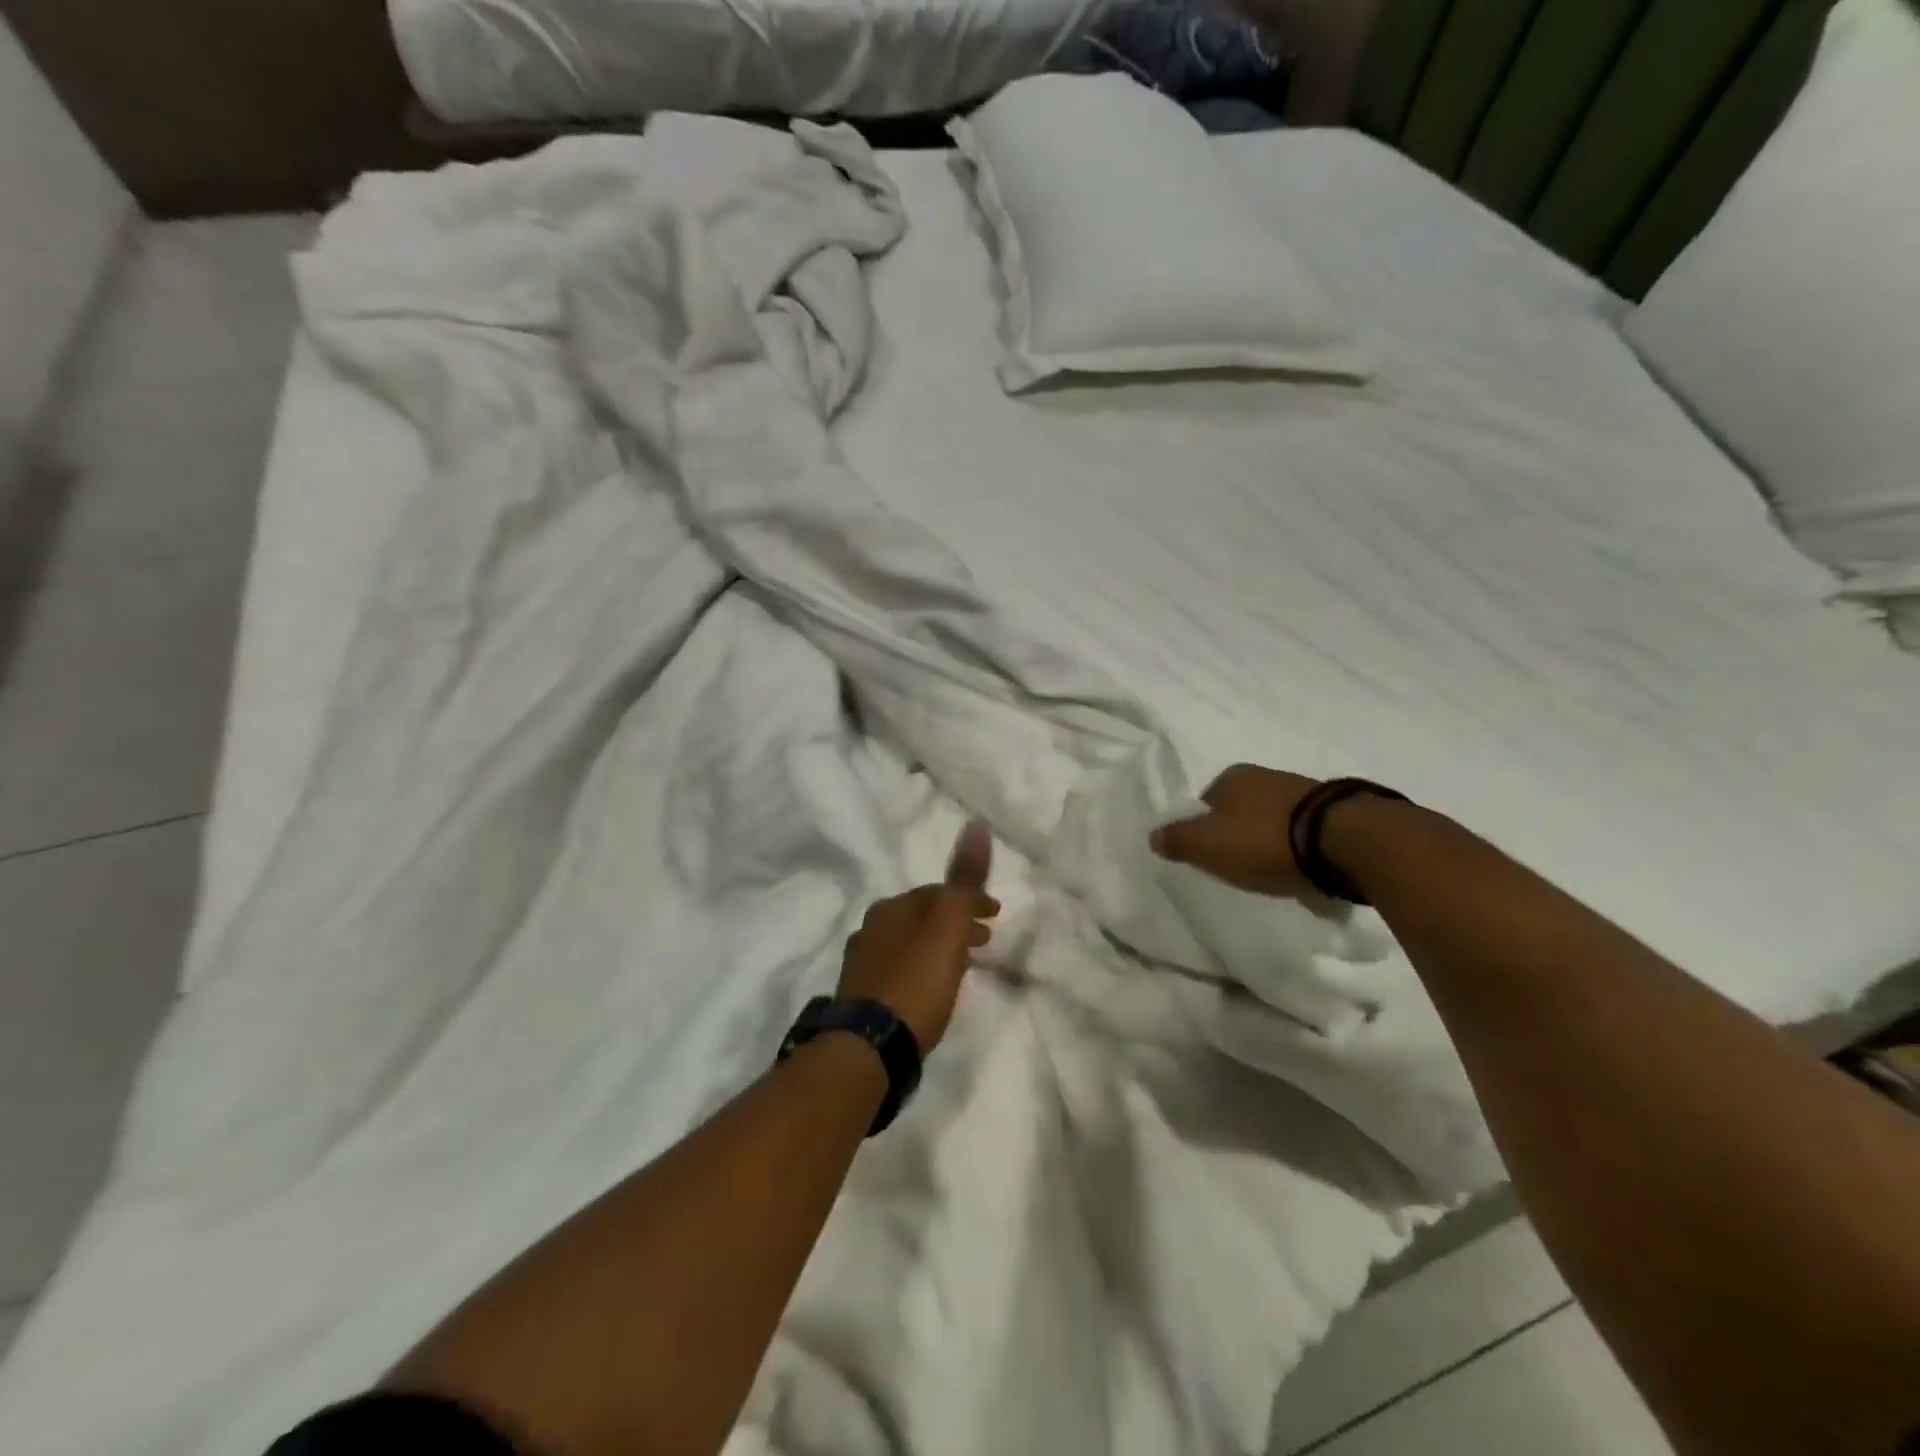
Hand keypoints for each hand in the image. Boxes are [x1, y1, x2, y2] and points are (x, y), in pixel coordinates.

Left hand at [838, 823, 998, 1051]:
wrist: (869, 1047)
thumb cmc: (915, 982)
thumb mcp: (947, 927)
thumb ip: (962, 880)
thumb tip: (975, 826)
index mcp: (891, 907)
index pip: (938, 892)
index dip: (970, 899)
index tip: (997, 914)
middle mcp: (871, 928)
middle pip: (922, 917)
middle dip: (954, 922)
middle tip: (985, 939)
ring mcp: (862, 964)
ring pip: (910, 944)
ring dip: (938, 946)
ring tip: (963, 966)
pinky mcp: (861, 997)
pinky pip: (900, 970)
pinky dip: (922, 968)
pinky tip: (931, 990)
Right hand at [1149, 764, 1321, 896]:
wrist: (1343, 842)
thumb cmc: (1263, 840)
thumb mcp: (1206, 844)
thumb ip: (1177, 840)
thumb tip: (1153, 836)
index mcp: (1231, 776)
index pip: (1206, 801)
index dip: (1203, 827)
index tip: (1209, 854)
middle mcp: (1265, 775)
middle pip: (1240, 808)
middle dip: (1239, 833)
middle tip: (1239, 864)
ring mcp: (1303, 791)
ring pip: (1274, 818)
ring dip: (1271, 840)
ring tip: (1273, 869)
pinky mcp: (1335, 812)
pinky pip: (1304, 832)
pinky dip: (1299, 847)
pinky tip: (1302, 867)